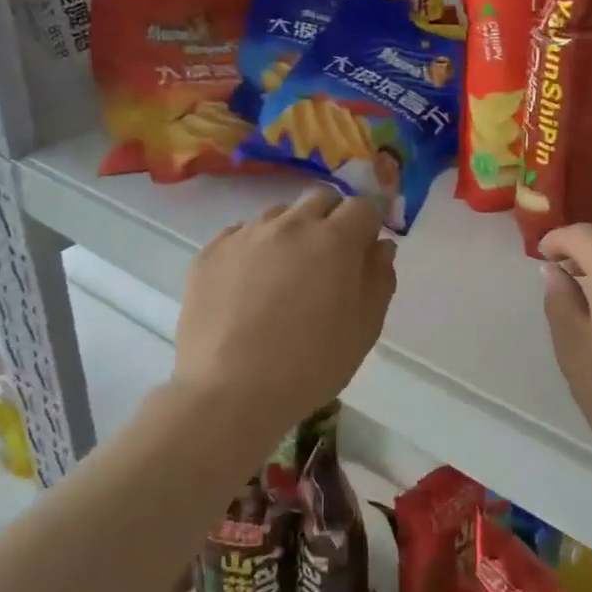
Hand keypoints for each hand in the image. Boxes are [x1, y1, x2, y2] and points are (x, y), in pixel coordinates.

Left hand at [172, 187, 396, 462]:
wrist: (230, 392)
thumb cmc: (311, 365)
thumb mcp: (365, 329)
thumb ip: (379, 279)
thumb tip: (380, 247)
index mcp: (335, 240)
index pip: (363, 207)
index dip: (368, 226)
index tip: (364, 251)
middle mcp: (291, 225)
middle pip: (321, 199)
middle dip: (332, 219)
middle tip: (328, 260)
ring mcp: (246, 234)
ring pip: (279, 215)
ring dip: (292, 233)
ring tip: (284, 276)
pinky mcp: (211, 251)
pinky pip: (241, 235)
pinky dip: (254, 249)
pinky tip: (249, 287)